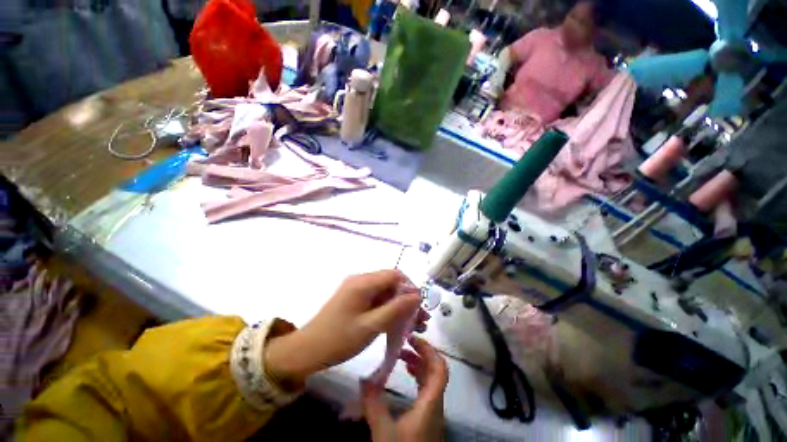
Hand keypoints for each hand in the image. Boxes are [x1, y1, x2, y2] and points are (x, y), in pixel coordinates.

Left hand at [265, 270, 428, 386]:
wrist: (308, 350)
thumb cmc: (339, 339)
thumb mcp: (371, 326)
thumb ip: (396, 309)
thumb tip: (417, 295)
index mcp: (363, 282)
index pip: (395, 275)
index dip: (410, 287)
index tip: (419, 306)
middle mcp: (361, 280)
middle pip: (391, 283)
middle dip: (406, 299)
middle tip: (420, 320)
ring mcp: (356, 288)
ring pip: (385, 291)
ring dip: (398, 305)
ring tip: (413, 325)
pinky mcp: (355, 298)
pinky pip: (376, 298)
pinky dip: (387, 308)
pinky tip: (396, 323)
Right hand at [361, 336, 448, 441]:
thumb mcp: (384, 432)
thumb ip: (373, 404)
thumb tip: (364, 377)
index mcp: (431, 404)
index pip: (440, 369)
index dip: (429, 350)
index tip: (412, 338)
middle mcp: (435, 404)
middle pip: (436, 371)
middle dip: (421, 353)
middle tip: (404, 343)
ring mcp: (433, 412)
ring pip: (431, 380)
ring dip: (419, 364)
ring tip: (402, 355)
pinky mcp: (427, 419)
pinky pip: (426, 389)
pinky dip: (417, 376)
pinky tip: (406, 374)